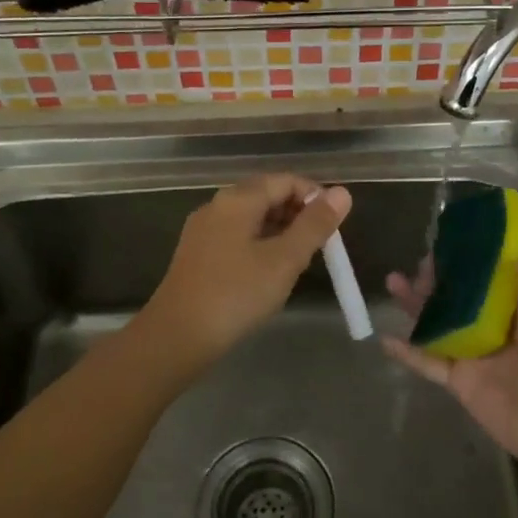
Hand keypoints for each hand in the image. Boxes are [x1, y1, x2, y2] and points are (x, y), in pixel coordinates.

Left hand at [140, 174, 351, 364]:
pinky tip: (269, 273)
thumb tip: (342, 193)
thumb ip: (314, 225)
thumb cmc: (235, 295)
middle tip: (319, 247)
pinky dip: (260, 245)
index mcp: (238, 199)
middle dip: (298, 215)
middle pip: (267, 195)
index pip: (285, 180)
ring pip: (252, 218)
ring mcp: (204, 230)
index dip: (314, 197)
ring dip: (281, 231)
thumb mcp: (284, 260)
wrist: (175, 337)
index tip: (334, 227)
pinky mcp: (197, 254)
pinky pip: (237, 236)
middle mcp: (217, 205)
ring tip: (299, 261)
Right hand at [383, 254, 517, 464]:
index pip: (497, 270)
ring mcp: (474, 350)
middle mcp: (497, 322)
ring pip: (438, 319)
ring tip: (393, 281)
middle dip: (440, 274)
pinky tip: (384, 337)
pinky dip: (406, 350)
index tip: (455, 233)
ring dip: (415, 301)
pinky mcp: (458, 377)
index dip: (477, 251)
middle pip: (461, 290)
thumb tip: (517, 261)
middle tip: (423, 261)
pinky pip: (426, 360)